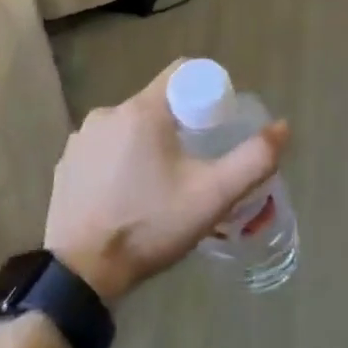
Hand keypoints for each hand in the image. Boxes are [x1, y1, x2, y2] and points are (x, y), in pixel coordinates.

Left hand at [45, 60, 290, 306]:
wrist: (82, 273)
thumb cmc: (150, 226)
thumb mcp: (212, 196)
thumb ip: (253, 160)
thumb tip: (282, 127)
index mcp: (141, 110)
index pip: (181, 74)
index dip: (206, 91)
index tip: (218, 124)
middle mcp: (106, 113)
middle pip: (156, 103)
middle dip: (180, 125)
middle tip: (196, 163)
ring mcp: (81, 139)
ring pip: (129, 127)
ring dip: (149, 144)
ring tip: (162, 185)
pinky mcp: (66, 164)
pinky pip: (104, 149)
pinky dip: (121, 161)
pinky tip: (128, 195)